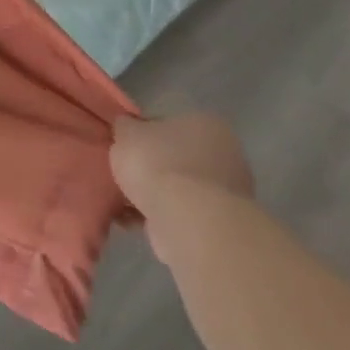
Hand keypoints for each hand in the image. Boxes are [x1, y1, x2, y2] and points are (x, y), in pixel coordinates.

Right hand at [111, 113, 253, 262]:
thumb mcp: (126, 132)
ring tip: (122, 202)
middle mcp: (225, 155)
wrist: (189, 223)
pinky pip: (181, 215)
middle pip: (175, 158)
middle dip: (151, 168)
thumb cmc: (158, 164)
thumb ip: (125, 127)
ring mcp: (227, 194)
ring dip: (153, 195)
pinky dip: (158, 216)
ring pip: (179, 189)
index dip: (142, 134)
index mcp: (206, 124)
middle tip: (124, 174)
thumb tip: (127, 128)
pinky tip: (132, 221)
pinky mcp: (219, 226)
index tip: (125, 147)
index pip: (168, 123)